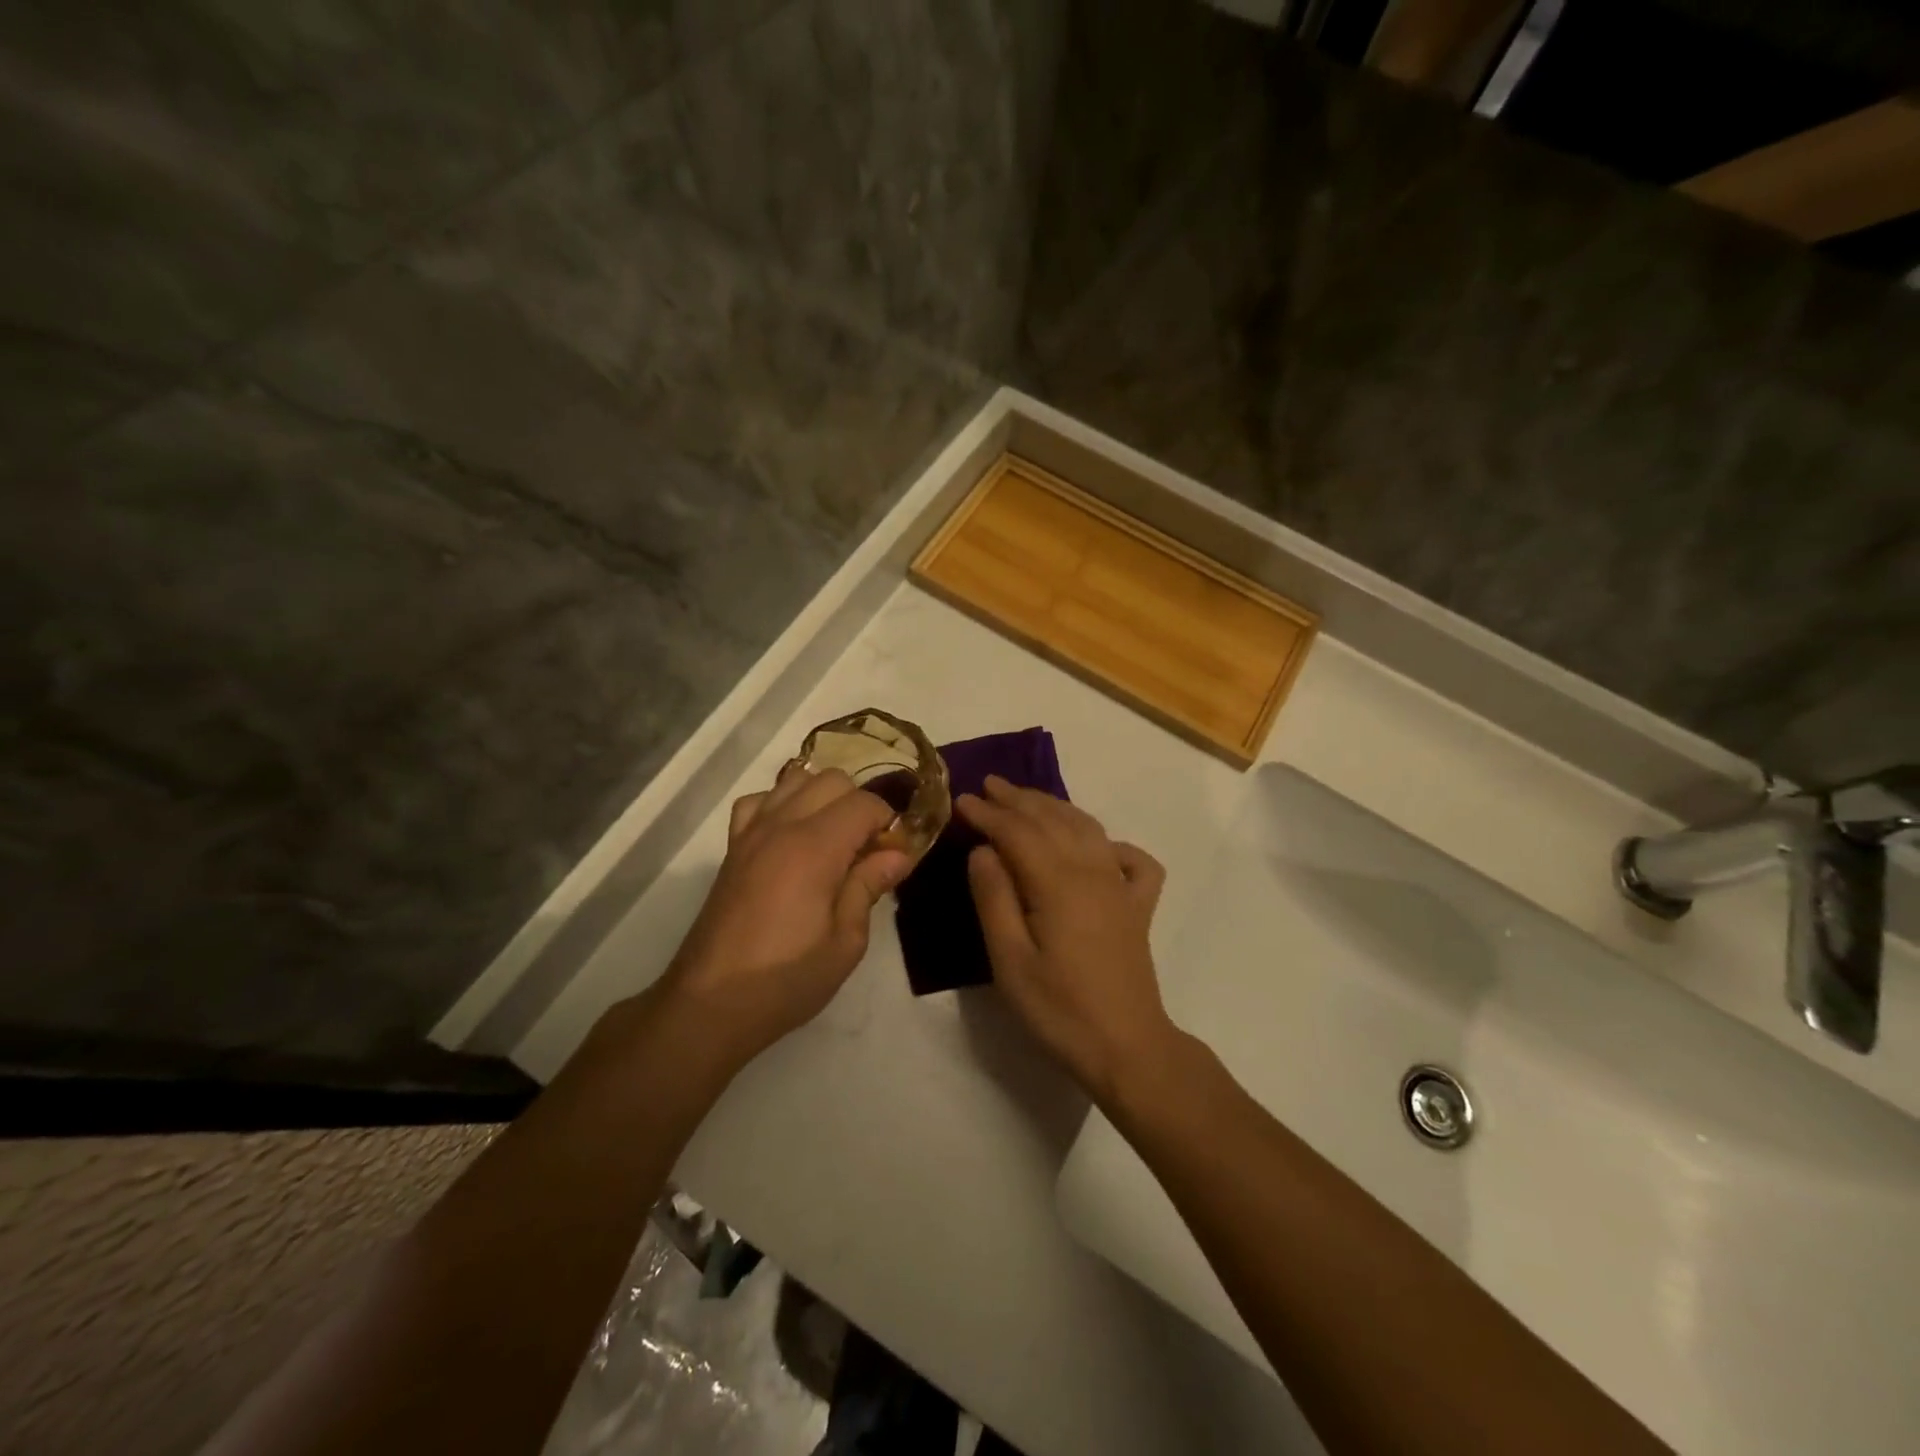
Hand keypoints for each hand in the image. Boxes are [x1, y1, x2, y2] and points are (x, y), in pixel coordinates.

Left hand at [665, 764, 912, 1064]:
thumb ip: (869, 886)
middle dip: (860, 805)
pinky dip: (782, 804)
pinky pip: (760, 801)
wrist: (710, 1004)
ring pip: (796, 779)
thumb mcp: (845, 943)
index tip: (895, 854)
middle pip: (833, 780)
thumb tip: (898, 853)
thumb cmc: (786, 980)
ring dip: (823, 798)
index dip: (888, 823)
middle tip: (867, 850)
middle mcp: (782, 826)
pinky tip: (791, 836)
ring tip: (833, 839)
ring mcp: (751, 832)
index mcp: (815, 848)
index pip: (865, 803)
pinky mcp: (732, 847)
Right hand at [957, 775, 1175, 1102]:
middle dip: (1019, 799)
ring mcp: (1122, 887)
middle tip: (989, 785)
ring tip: (1028, 798)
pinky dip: (1113, 843)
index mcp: (1058, 884)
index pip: (1018, 832)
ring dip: (1056, 807)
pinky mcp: (1139, 907)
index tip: (961, 799)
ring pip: (1088, 828)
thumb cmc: (1060, 1009)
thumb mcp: (1010, 961)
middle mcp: (1094, 872)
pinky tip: (1098, 846)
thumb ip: (994, 899)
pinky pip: (1132, 859)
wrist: (1127, 1048)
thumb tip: (983, 850)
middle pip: (1053, 820)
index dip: (988, 813)